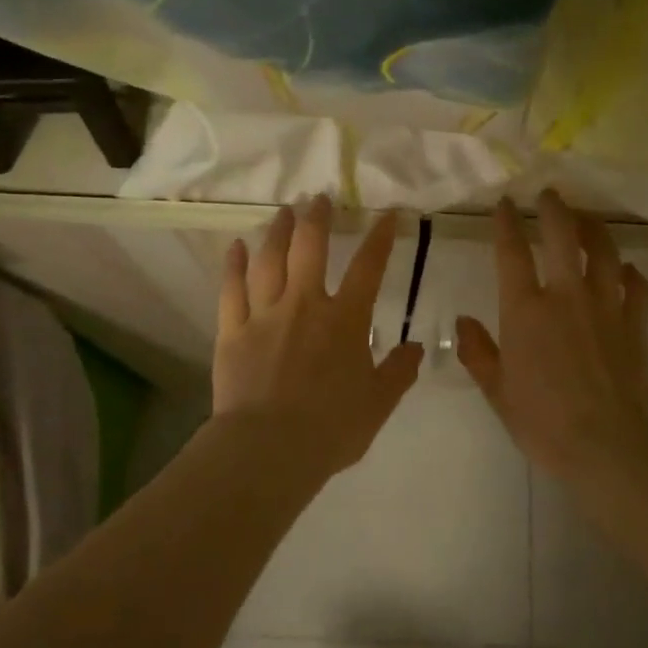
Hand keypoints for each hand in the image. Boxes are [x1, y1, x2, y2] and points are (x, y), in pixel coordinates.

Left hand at [214, 196, 423, 474]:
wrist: (269, 449)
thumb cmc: (331, 428)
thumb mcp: (378, 404)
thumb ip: (399, 372)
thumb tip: (416, 348)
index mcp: (345, 320)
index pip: (368, 268)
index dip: (380, 238)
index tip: (387, 214)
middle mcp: (305, 305)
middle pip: (311, 249)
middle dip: (317, 219)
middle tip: (318, 198)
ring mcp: (265, 314)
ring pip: (269, 260)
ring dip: (278, 232)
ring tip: (283, 212)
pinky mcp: (232, 331)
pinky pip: (231, 289)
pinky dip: (233, 265)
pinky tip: (235, 246)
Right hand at [456, 191, 647, 479]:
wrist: (606, 445)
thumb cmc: (542, 421)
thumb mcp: (496, 391)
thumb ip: (478, 351)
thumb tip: (463, 321)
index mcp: (526, 309)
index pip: (512, 252)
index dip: (507, 222)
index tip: (505, 204)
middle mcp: (566, 295)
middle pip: (563, 235)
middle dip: (554, 208)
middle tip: (550, 194)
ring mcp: (605, 305)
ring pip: (604, 251)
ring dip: (594, 228)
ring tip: (586, 219)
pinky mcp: (634, 323)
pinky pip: (638, 286)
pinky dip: (631, 273)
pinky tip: (626, 271)